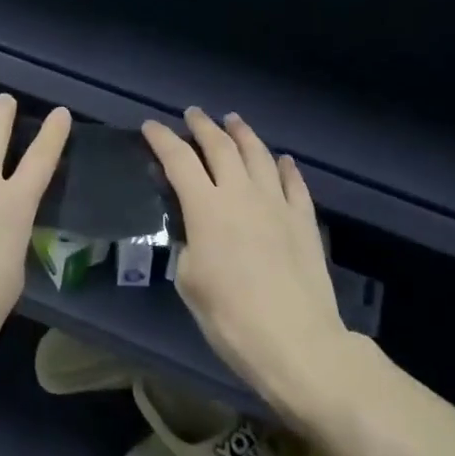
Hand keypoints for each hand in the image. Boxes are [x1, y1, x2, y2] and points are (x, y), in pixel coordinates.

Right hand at [143, 109, 353, 423]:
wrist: (297, 341)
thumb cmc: (231, 318)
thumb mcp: (190, 281)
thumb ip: (189, 244)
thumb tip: (196, 230)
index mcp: (206, 207)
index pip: (178, 160)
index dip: (162, 139)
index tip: (150, 126)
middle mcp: (241, 193)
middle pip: (220, 146)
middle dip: (203, 126)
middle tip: (193, 114)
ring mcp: (277, 203)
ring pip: (258, 154)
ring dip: (242, 134)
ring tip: (233, 121)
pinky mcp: (304, 219)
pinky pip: (294, 182)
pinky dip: (285, 166)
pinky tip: (282, 160)